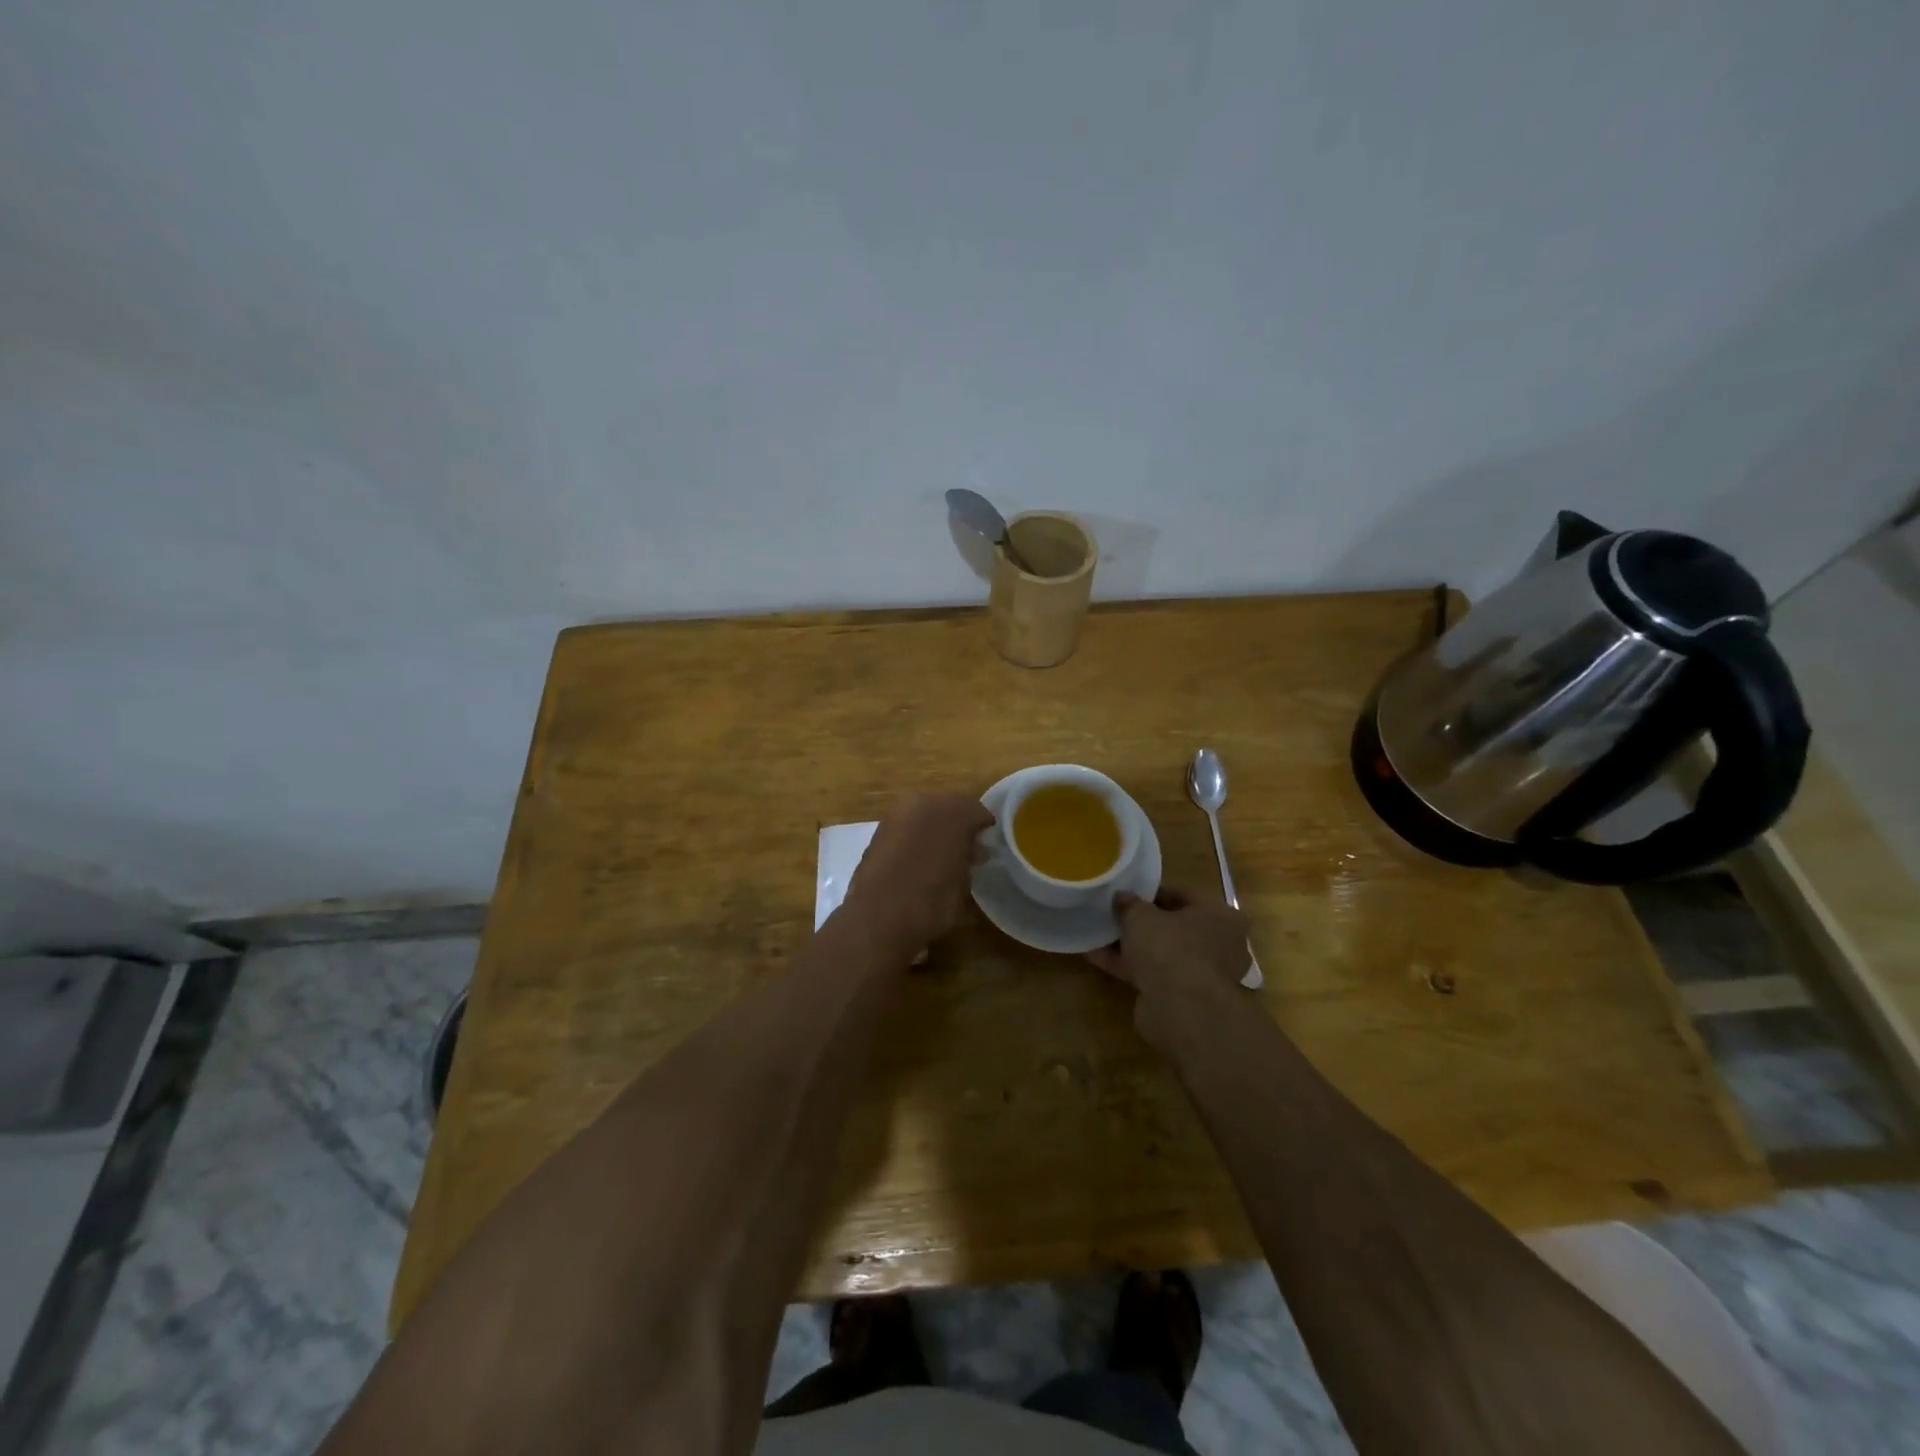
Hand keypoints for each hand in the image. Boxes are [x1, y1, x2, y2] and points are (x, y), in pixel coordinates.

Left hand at [843, 794, 994, 953]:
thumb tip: (974, 850)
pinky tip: (916, 859)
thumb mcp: (963, 884)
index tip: (987, 844)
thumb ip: (970, 859)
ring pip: (924, 813)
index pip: (976, 810)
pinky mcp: (878, 830)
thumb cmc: (931, 903)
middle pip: (949, 806)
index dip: (984, 827)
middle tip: (966, 849)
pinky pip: (906, 826)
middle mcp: (924, 804)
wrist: (877, 918)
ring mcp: (897, 815)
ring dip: (934, 828)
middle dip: (958, 824)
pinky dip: (914, 836)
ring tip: (940, 855)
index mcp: (952, 813)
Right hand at [1087, 888, 1251, 1021]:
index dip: (1151, 892)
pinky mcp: (1185, 997)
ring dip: (1133, 946)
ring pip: (1163, 952)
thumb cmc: (1170, 948)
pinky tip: (1098, 958)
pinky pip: (1154, 973)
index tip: (1126, 893)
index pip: (1183, 895)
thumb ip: (1129, 904)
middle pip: (1174, 926)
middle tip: (1113, 915)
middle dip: (1142, 922)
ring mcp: (1203, 973)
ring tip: (1099, 935)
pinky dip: (1130, 966)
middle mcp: (1220, 944)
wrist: (1181, 1010)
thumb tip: (1122, 897)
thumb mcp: (1141, 916)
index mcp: (1220, 916)